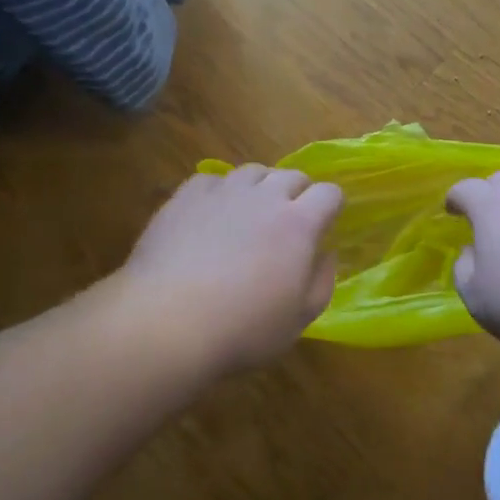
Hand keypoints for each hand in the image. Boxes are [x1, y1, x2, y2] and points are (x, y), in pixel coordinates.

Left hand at [116, 164, 343, 376]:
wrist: (167, 321)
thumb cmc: (243, 328)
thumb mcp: (300, 319)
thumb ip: (322, 281)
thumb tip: (327, 253)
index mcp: (299, 224)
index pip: (329, 193)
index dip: (332, 206)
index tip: (326, 224)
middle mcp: (264, 197)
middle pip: (292, 175)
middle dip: (299, 193)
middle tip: (290, 222)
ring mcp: (223, 192)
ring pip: (252, 171)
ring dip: (261, 187)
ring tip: (251, 213)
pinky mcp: (186, 197)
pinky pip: (211, 180)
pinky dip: (219, 192)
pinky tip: (212, 215)